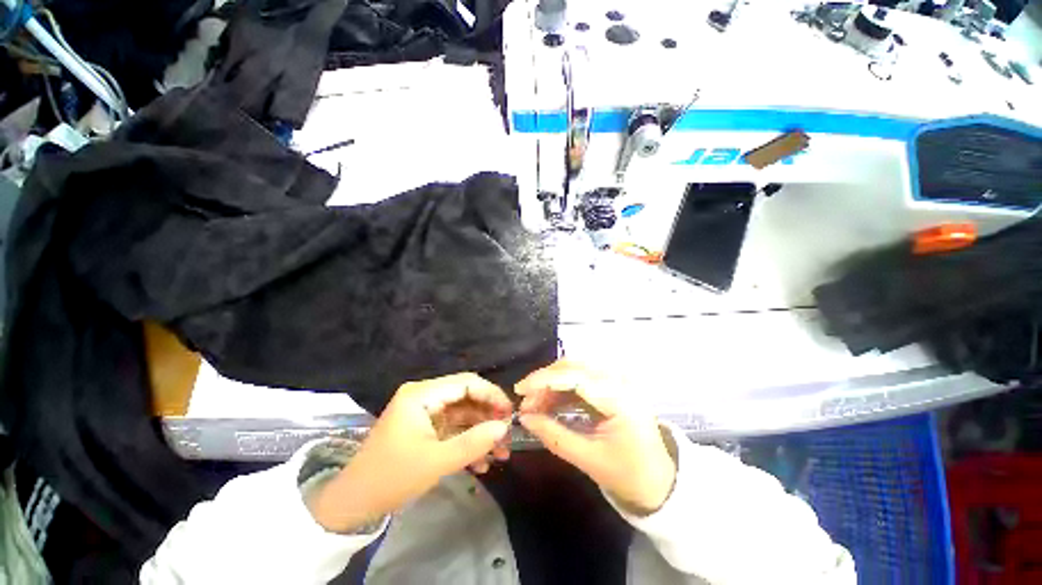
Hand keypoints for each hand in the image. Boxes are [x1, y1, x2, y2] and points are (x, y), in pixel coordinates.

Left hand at [309, 373, 512, 531]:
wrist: (354, 504)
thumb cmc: (392, 477)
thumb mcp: (435, 462)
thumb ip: (473, 443)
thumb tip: (504, 428)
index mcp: (422, 394)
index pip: (465, 382)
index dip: (491, 394)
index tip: (509, 413)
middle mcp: (425, 397)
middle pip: (467, 398)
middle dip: (489, 418)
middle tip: (508, 436)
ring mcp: (427, 414)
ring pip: (464, 415)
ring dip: (482, 434)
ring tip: (501, 455)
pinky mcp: (427, 429)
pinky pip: (455, 430)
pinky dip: (469, 443)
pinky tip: (483, 464)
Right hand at [516, 360, 676, 515]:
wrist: (659, 481)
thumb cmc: (627, 474)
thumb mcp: (587, 459)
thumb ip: (553, 435)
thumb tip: (524, 418)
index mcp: (620, 399)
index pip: (575, 377)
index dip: (544, 380)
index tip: (520, 390)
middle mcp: (619, 381)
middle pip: (574, 366)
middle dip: (545, 380)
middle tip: (526, 401)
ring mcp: (617, 381)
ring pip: (576, 369)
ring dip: (552, 383)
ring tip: (534, 404)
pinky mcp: (612, 385)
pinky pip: (581, 378)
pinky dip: (562, 387)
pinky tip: (550, 402)